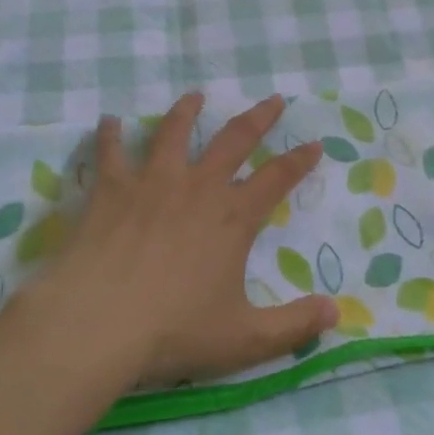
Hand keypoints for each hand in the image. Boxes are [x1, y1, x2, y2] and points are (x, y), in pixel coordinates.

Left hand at [37, 92, 336, 387]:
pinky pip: (111, 150)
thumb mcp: (245, 339)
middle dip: (259, 118)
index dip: (300, 161)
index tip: (315, 143)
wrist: (98, 322)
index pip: (277, 179)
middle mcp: (197, 187)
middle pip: (235, 139)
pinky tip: (110, 120)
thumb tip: (335, 312)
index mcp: (233, 218)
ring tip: (195, 96)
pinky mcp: (111, 188)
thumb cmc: (173, 331)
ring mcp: (152, 182)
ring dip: (187, 111)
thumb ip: (294, 325)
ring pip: (174, 132)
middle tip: (274, 99)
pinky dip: (110, 133)